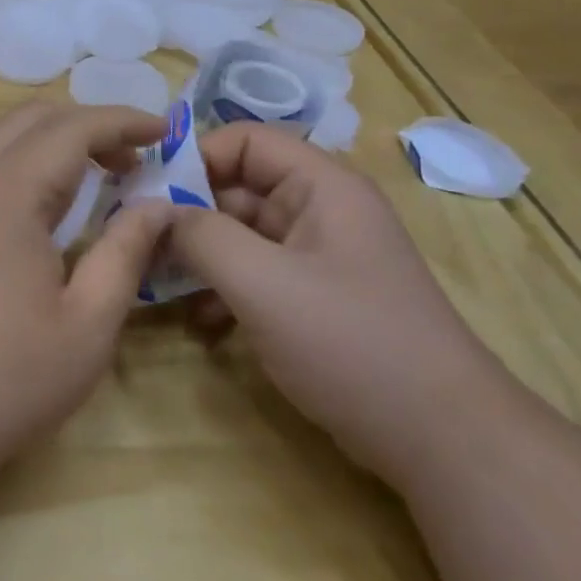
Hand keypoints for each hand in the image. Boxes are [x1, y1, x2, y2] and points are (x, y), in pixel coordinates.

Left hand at [0, 102, 175, 489]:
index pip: (73, 126)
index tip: (162, 130)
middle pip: (29, 118)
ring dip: (47, 146)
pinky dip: (14, 170)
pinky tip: (33, 218)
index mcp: (7, 189)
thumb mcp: (86, 324)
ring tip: (89, 185)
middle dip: (86, 126)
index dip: (123, 120)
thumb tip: (157, 205)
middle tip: (129, 162)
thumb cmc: (3, 378)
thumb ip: (125, 253)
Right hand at [168, 123, 510, 485]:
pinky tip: (202, 324)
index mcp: (321, 186)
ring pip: (241, 235)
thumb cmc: (350, 343)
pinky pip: (256, 275)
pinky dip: (224, 290)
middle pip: (238, 188)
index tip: (147, 193)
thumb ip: (202, 236)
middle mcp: (320, 210)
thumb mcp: (263, 284)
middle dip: (187, 214)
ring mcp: (318, 257)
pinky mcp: (314, 299)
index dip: (195, 157)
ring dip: (200, 257)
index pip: (245, 140)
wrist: (442, 440)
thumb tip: (156, 211)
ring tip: (158, 286)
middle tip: (138, 244)